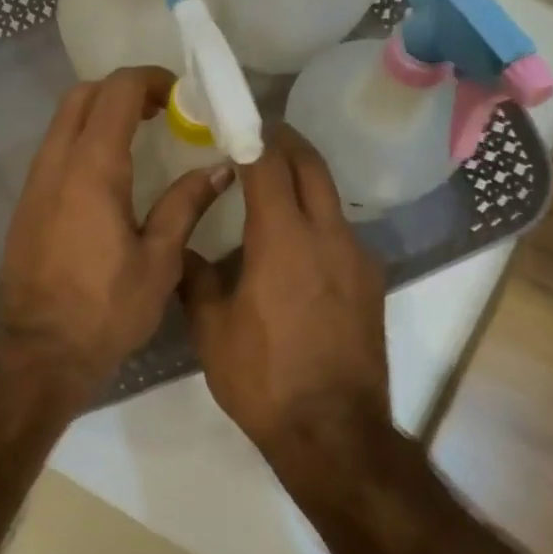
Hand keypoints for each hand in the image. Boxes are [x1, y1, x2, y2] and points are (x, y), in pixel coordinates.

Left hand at [0, 67, 228, 396]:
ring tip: (141, 137)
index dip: (151, 81)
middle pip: (82, 96)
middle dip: (123, 91)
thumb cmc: (105, 310)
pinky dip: (82, 141)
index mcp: (92, 169)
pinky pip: (53, 152)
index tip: (181, 98)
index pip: (117, 92)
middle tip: (162, 111)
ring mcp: (34, 184)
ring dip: (99, 115)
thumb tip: (218, 170)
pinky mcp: (26, 206)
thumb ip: (185, 206)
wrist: (39, 351)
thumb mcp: (158, 261)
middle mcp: (56, 164)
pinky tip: (110, 174)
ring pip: (62, 122)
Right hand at [180, 125, 391, 461]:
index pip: (269, 164)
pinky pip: (340, 231)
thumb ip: (194, 278)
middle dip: (285, 143)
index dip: (250, 135)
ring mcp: (357, 259)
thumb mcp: (211, 329)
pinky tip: (292, 244)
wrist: (333, 432)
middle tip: (255, 137)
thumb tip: (182, 249)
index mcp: (283, 239)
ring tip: (269, 188)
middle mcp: (328, 236)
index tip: (232, 121)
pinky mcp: (370, 283)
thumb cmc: (262, 377)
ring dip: (302, 180)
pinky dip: (316, 218)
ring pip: (330, 198)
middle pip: (312, 166)